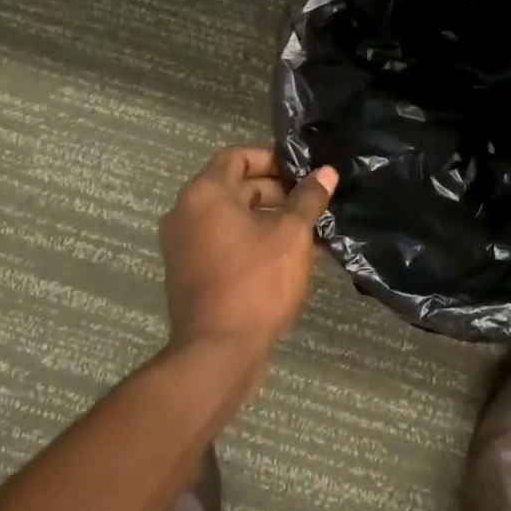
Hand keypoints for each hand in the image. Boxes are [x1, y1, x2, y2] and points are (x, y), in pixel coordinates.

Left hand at [158, 147, 337, 362]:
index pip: (237, 156)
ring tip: (309, 232)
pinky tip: (290, 258)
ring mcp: (184, 246)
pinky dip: (253, 242)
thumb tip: (326, 172)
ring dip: (269, 219)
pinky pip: (224, 243)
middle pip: (234, 186)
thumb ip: (309, 199)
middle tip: (312, 203)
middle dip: (276, 191)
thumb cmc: (256, 282)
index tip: (303, 172)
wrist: (217, 353)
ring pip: (232, 218)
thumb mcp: (292, 235)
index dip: (272, 159)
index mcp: (204, 194)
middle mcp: (185, 213)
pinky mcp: (190, 274)